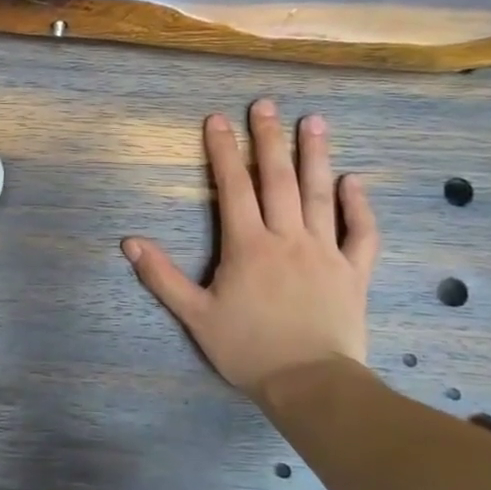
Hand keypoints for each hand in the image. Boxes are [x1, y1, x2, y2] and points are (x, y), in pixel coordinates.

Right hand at [123, 101, 377, 402]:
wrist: (310, 385)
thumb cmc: (248, 349)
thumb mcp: (195, 315)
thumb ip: (162, 276)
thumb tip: (129, 241)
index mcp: (248, 245)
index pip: (233, 187)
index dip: (224, 151)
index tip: (218, 119)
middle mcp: (287, 238)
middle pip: (278, 179)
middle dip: (269, 139)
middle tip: (266, 104)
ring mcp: (325, 252)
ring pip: (320, 195)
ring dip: (316, 156)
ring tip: (314, 121)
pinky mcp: (354, 272)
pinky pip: (361, 233)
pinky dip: (359, 206)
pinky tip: (353, 182)